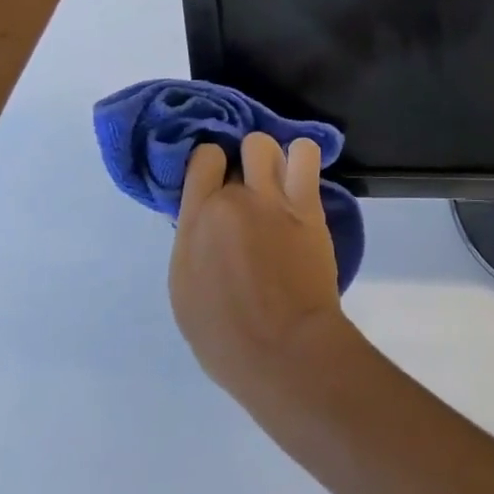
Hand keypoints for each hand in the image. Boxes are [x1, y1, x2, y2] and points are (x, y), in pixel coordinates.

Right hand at [170, 134, 350, 405]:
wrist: (283, 348)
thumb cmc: (225, 336)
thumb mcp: (186, 288)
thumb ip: (194, 241)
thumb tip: (205, 218)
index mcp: (195, 221)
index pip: (201, 158)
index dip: (211, 165)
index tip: (217, 184)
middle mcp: (231, 199)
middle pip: (236, 151)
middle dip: (242, 165)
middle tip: (250, 192)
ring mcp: (271, 198)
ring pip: (265, 144)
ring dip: (270, 158)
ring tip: (277, 182)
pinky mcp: (308, 203)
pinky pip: (306, 153)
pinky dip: (301, 157)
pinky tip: (300, 178)